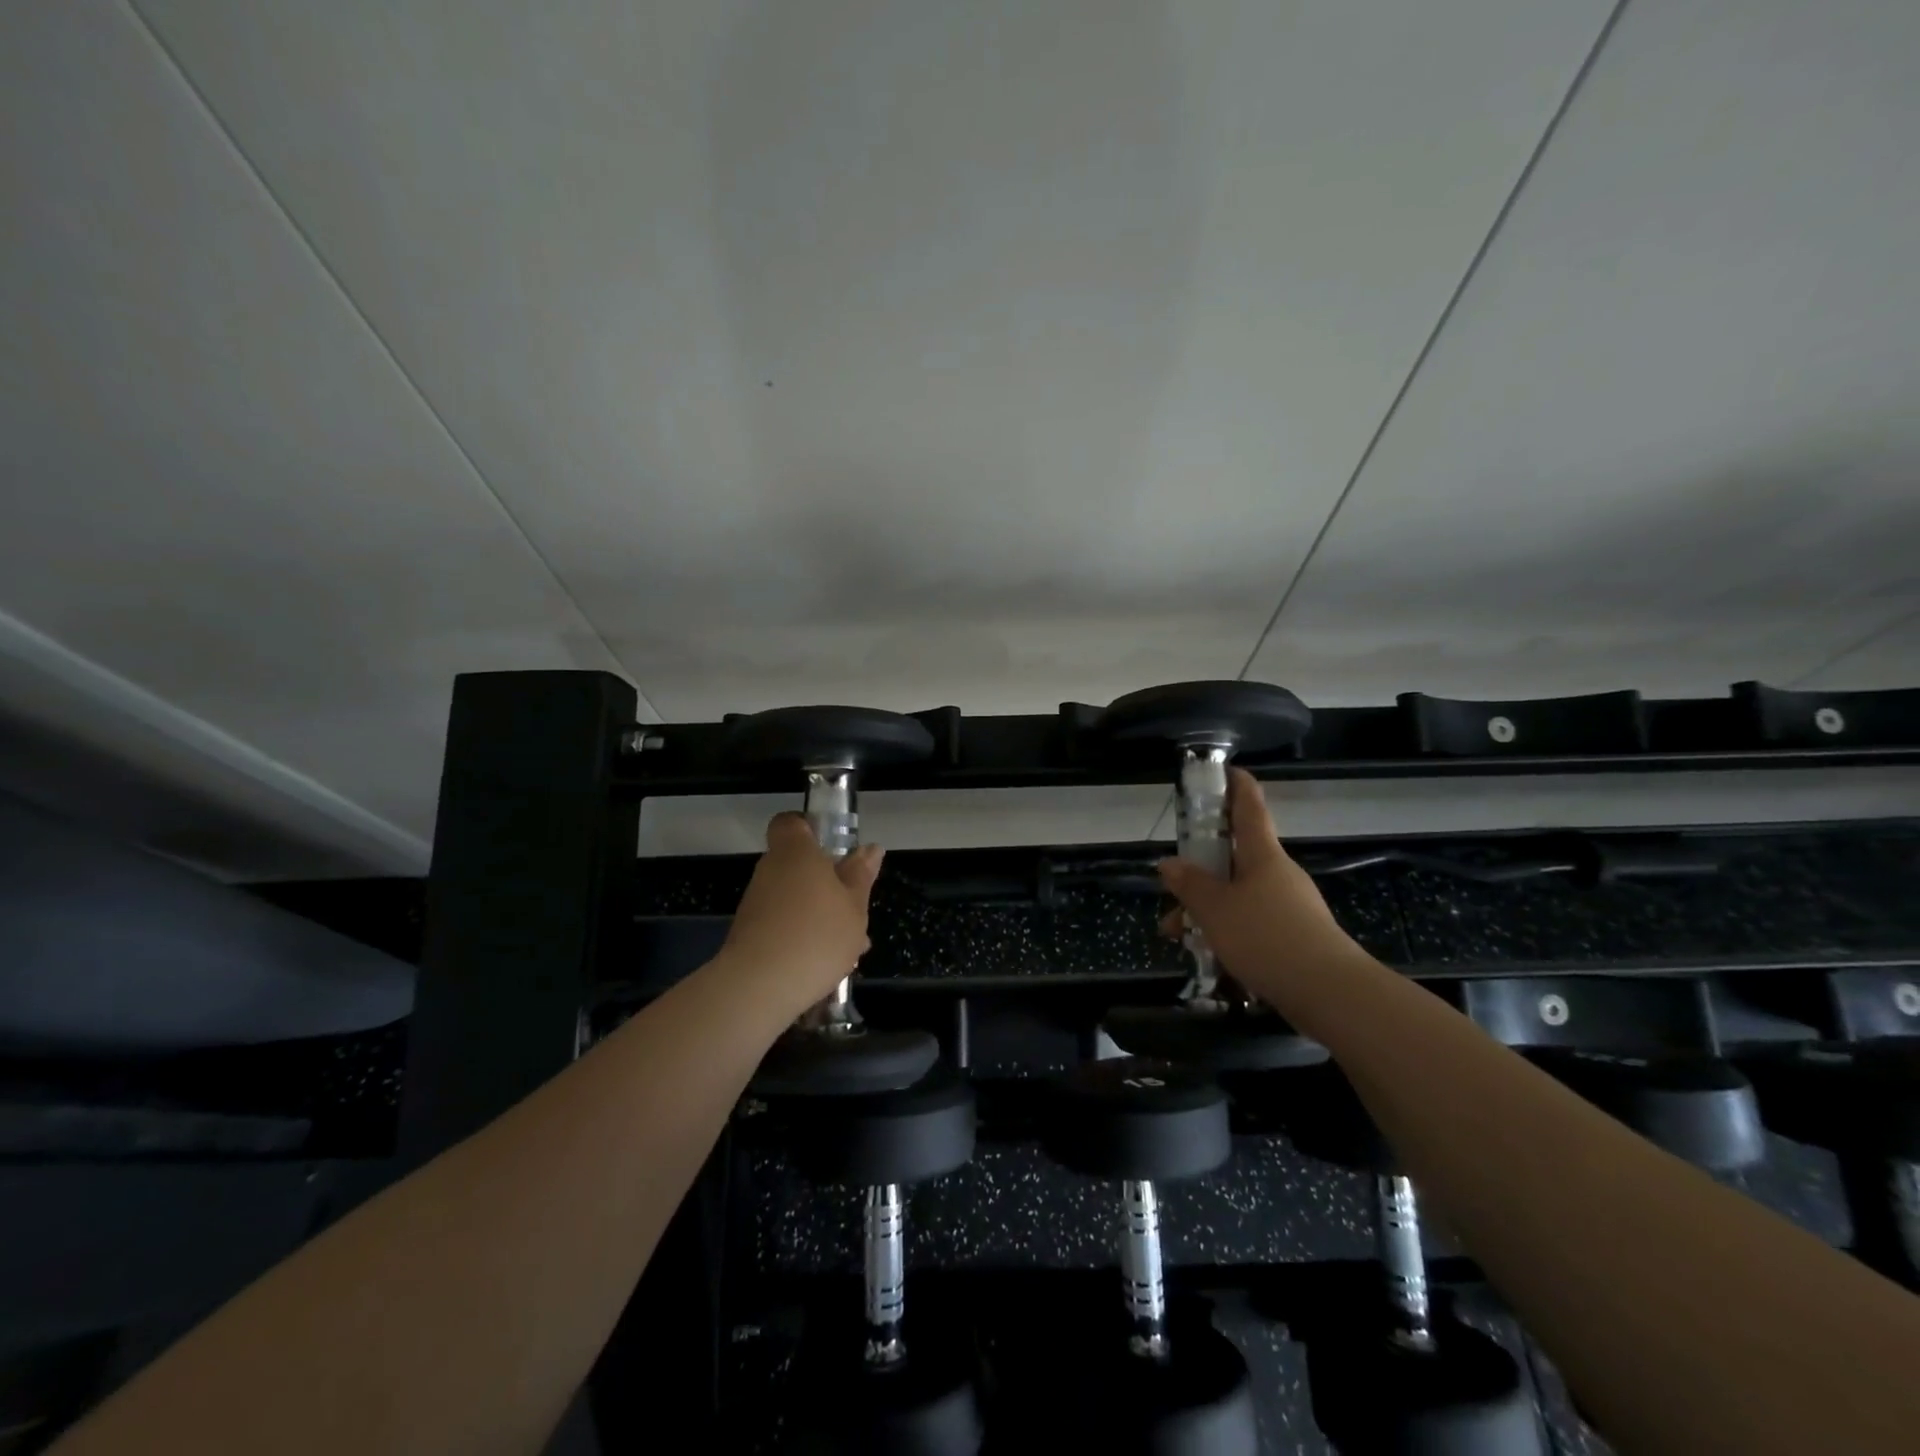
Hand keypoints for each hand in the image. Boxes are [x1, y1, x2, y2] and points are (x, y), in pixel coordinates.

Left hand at [717, 813, 884, 1020]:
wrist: (759, 987)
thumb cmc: (816, 935)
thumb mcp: (854, 905)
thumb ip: (861, 875)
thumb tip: (870, 848)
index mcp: (796, 853)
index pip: (790, 822)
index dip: (810, 828)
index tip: (834, 846)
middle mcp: (770, 870)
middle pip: (797, 864)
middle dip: (827, 882)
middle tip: (854, 905)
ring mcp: (757, 903)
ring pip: (795, 898)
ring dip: (820, 914)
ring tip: (851, 946)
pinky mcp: (750, 934)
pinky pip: (784, 924)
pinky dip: (804, 936)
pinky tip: (828, 964)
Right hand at [1156, 768, 1358, 1004]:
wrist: (1329, 992)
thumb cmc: (1266, 936)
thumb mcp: (1215, 909)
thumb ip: (1189, 885)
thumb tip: (1169, 863)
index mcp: (1262, 855)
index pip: (1249, 807)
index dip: (1236, 785)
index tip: (1225, 770)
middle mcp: (1277, 874)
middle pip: (1235, 859)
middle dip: (1200, 870)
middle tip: (1171, 885)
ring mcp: (1289, 906)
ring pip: (1238, 896)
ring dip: (1206, 910)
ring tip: (1177, 935)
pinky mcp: (1294, 938)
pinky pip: (1251, 924)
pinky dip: (1226, 932)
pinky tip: (1208, 957)